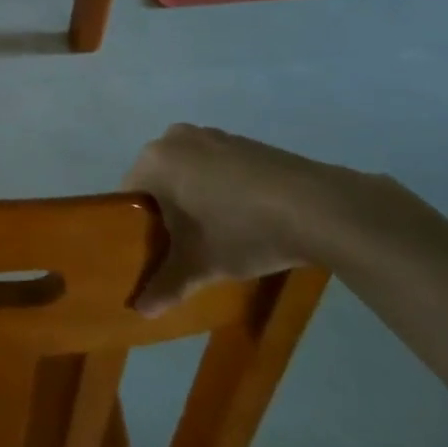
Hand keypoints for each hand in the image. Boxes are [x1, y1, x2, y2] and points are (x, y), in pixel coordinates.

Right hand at [124, 124, 406, 314]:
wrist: (319, 208)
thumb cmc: (241, 231)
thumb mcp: (199, 265)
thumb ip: (165, 285)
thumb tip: (139, 310)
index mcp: (154, 160)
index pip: (129, 195)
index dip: (137, 226)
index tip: (157, 251)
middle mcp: (175, 138)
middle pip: (158, 181)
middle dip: (168, 212)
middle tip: (186, 246)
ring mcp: (213, 136)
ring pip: (189, 172)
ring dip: (196, 198)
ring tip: (219, 233)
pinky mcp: (245, 142)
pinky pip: (217, 166)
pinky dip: (222, 188)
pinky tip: (246, 217)